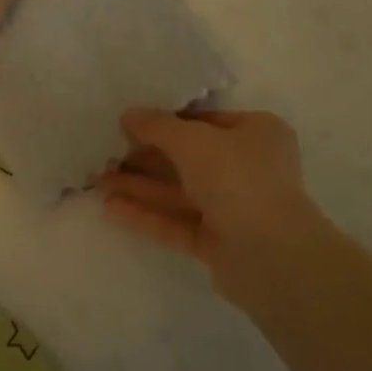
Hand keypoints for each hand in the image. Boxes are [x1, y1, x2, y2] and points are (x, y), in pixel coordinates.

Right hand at [98, 108, 321, 305]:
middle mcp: (248, 167)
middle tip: (107, 153)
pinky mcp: (219, 242)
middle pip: (189, 157)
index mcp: (256, 133)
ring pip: (180, 192)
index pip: (205, 120)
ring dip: (141, 186)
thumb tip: (129, 114)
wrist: (273, 257)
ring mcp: (234, 207)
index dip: (167, 120)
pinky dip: (148, 214)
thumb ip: (158, 126)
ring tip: (99, 181)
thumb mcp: (194, 141)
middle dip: (147, 157)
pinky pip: (178, 222)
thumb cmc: (239, 179)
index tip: (129, 122)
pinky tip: (111, 207)